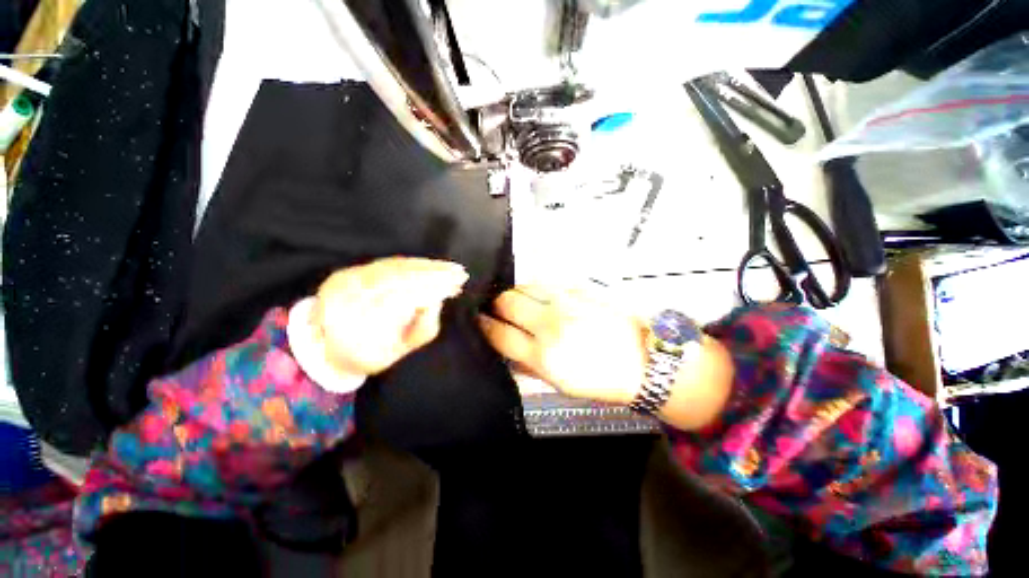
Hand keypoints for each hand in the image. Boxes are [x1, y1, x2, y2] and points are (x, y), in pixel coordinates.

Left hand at [312, 257, 468, 376]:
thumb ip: (423, 327)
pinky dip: (412, 263)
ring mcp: (346, 280)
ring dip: (427, 266)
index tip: (456, 286)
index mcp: (358, 322)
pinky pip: (386, 263)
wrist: (328, 348)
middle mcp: (347, 295)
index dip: (434, 289)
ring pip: (394, 267)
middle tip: (459, 273)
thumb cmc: (370, 354)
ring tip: (449, 268)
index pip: (404, 296)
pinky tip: (429, 264)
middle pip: (400, 277)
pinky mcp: (350, 271)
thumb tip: (438, 299)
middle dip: (434, 274)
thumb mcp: (400, 349)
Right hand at [478, 286, 647, 404]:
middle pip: (507, 301)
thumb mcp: (561, 384)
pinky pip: (548, 282)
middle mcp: (550, 324)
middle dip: (496, 304)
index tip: (479, 321)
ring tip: (521, 301)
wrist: (645, 361)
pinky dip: (539, 289)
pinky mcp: (580, 289)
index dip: (484, 326)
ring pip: (526, 285)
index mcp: (544, 355)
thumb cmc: (601, 380)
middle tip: (498, 309)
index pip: (499, 334)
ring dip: (517, 293)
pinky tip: (543, 297)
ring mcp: (566, 302)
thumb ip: (529, 366)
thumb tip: (508, 350)